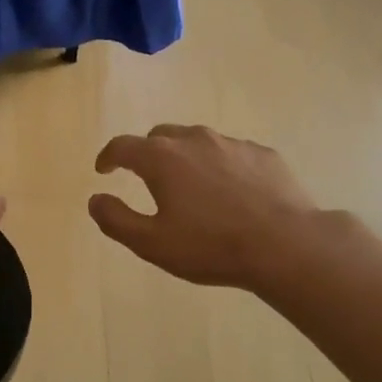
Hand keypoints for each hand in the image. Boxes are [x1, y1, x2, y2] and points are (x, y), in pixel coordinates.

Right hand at [88, 125, 316, 290]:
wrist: (285, 244)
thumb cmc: (211, 246)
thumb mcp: (152, 243)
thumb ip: (116, 219)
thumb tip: (95, 199)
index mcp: (162, 158)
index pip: (123, 146)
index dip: (108, 157)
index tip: (104, 170)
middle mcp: (194, 139)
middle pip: (160, 135)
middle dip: (147, 152)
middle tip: (147, 177)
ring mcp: (232, 143)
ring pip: (197, 141)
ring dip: (184, 157)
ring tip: (190, 185)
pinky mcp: (262, 154)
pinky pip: (231, 153)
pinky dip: (220, 165)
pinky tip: (230, 191)